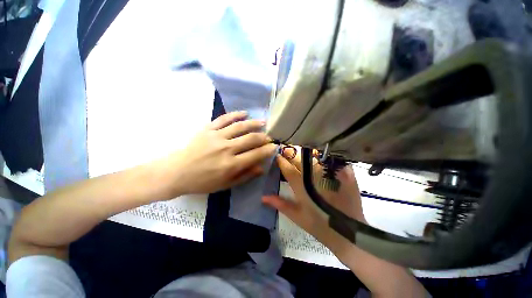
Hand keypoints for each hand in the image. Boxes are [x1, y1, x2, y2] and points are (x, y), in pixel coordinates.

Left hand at [167, 111, 276, 194]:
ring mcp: (217, 137)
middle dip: (264, 137)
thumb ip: (245, 175)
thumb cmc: (203, 182)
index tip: (274, 147)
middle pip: (251, 139)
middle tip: (269, 136)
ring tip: (263, 122)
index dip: (268, 150)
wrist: (177, 172)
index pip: (256, 154)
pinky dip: (235, 115)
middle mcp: (227, 149)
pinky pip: (224, 119)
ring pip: (240, 126)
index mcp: (232, 165)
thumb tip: (261, 168)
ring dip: (254, 123)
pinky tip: (244, 113)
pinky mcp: (208, 129)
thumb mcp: (226, 184)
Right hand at [262, 147, 365, 254]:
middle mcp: (315, 177)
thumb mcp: (297, 216)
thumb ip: (280, 204)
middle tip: (286, 149)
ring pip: (315, 155)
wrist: (349, 233)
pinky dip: (323, 155)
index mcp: (302, 187)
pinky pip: (332, 158)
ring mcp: (331, 173)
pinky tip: (318, 154)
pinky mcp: (345, 174)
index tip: (276, 154)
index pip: (288, 169)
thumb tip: (263, 197)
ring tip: (299, 150)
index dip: (281, 160)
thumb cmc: (319, 226)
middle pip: (300, 159)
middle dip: (291, 153)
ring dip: (305, 151)